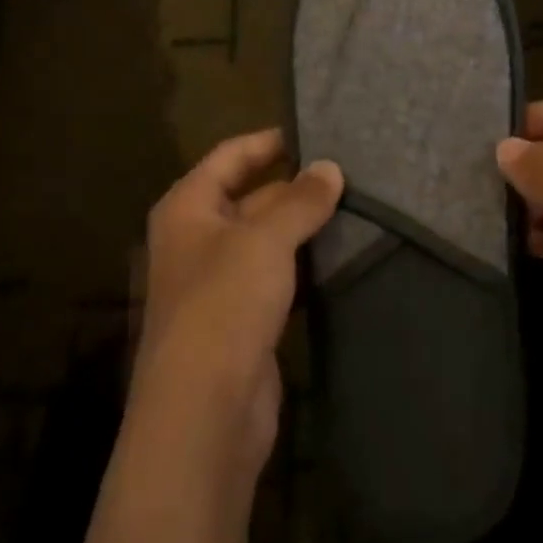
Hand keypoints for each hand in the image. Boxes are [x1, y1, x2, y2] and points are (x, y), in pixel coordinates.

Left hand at [137, 129, 342, 471]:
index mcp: (187, 208)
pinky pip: (275, 277)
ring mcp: (218, 282)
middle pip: (250, 197)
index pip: (230, 156)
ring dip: (302, 227)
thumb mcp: (264, 240)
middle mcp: (197, 239)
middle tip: (350, 172)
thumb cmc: (224, 304)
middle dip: (295, 185)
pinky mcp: (241, 319)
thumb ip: (300, 200)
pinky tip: (338, 255)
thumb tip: (330, 167)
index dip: (268, 141)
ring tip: (355, 205)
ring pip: (266, 239)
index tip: (315, 132)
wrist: (205, 410)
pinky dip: (302, 264)